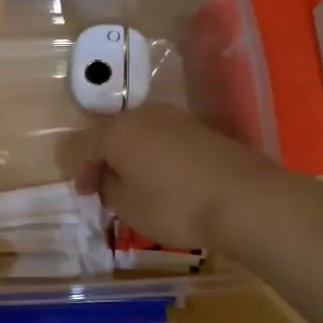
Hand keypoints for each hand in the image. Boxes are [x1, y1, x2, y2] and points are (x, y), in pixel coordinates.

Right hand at [68, 103, 284, 249]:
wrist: (244, 199)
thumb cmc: (174, 205)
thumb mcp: (128, 207)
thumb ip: (109, 187)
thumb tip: (109, 177)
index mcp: (117, 131)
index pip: (82, 144)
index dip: (78, 168)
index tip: (83, 192)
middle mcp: (144, 115)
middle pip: (112, 133)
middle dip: (104, 158)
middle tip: (103, 187)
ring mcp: (177, 118)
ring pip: (141, 133)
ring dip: (131, 155)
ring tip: (134, 184)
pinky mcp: (203, 130)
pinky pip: (166, 139)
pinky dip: (156, 156)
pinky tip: (164, 179)